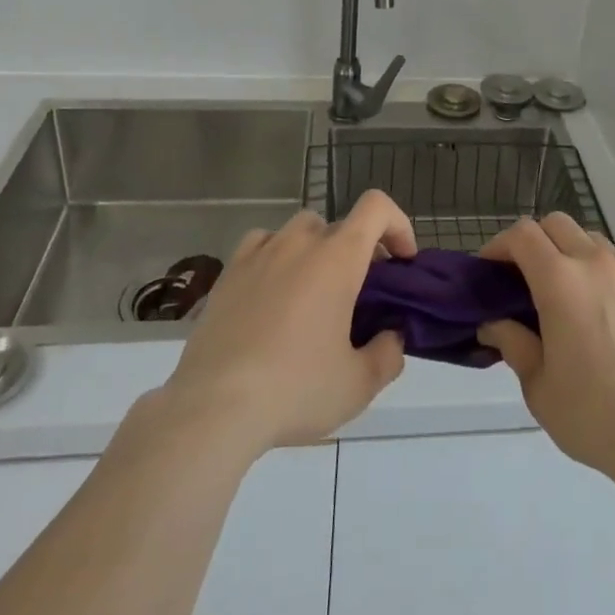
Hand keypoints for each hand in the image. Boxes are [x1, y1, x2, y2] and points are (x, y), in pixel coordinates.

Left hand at [160, 190, 414, 457]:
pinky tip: (273, 293)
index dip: (398, 225)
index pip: (376, 208)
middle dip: (358, 252)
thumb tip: (392, 337)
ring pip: (300, 231)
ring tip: (314, 295)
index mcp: (338, 257)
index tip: (401, 262)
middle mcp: (300, 242)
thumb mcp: (358, 385)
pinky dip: (276, 257)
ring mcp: (260, 252)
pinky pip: (261, 245)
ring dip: (317, 251)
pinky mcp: (229, 272)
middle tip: (359, 295)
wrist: (213, 407)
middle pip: (340, 226)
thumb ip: (388, 354)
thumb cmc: (295, 389)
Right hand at [478, 214, 614, 495]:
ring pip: (594, 240)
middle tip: (528, 278)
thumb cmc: (593, 415)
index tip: (491, 270)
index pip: (522, 234)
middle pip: (557, 224)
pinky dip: (613, 269)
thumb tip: (493, 324)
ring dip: (575, 254)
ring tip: (574, 292)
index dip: (500, 245)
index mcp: (559, 281)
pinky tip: (614, 302)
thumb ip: (512, 344)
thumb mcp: (538, 387)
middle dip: (535, 242)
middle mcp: (596, 263)